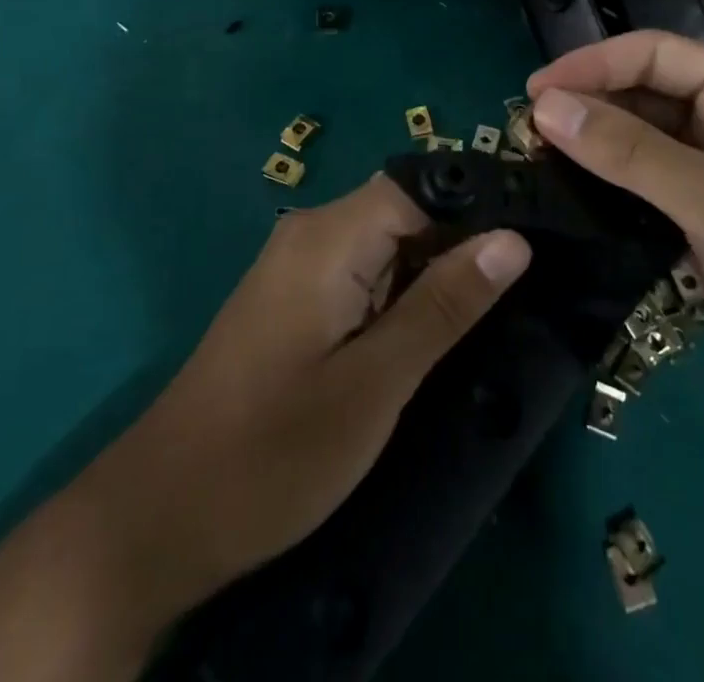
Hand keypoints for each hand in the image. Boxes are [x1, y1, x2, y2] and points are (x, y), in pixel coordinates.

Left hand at [97, 175, 530, 609]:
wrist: (161, 516)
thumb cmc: (273, 453)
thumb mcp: (375, 384)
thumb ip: (444, 304)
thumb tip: (513, 239)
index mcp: (330, 236)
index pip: (422, 186)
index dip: (481, 204)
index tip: (542, 233)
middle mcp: (314, 231)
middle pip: (407, 207)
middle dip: (465, 238)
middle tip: (534, 275)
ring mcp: (302, 263)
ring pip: (390, 239)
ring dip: (439, 267)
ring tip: (503, 299)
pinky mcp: (299, 295)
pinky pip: (367, 268)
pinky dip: (407, 288)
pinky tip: (443, 321)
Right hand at [528, 32, 703, 433]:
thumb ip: (626, 151)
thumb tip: (545, 106)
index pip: (655, 54)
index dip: (592, 64)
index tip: (533, 91)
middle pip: (646, 91)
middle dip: (589, 104)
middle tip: (526, 129)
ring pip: (643, 137)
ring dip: (595, 143)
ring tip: (537, 156)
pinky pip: (649, 181)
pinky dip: (611, 181)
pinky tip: (571, 191)